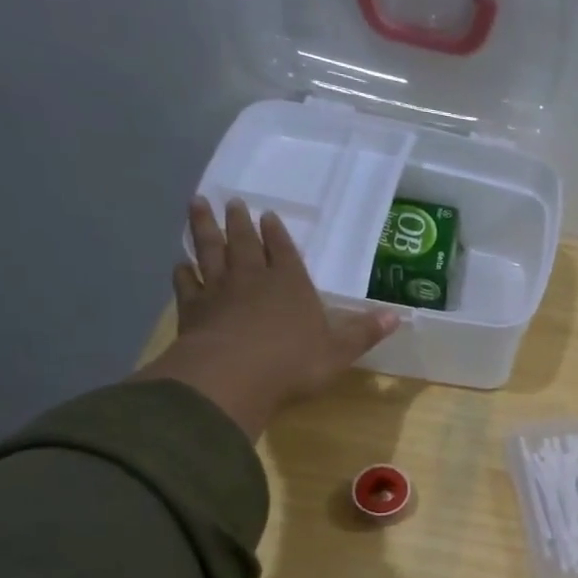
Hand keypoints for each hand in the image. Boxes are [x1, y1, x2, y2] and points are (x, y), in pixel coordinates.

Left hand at [135, 197, 398, 438]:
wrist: (234, 376)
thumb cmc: (293, 363)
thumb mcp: (339, 351)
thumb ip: (363, 332)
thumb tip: (397, 316)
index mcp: (291, 284)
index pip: (283, 250)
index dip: (276, 233)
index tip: (268, 215)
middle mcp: (254, 279)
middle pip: (244, 242)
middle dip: (239, 222)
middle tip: (232, 201)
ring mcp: (219, 291)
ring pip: (210, 251)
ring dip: (204, 228)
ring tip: (197, 205)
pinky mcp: (193, 310)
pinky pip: (187, 284)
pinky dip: (183, 271)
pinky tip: (180, 263)